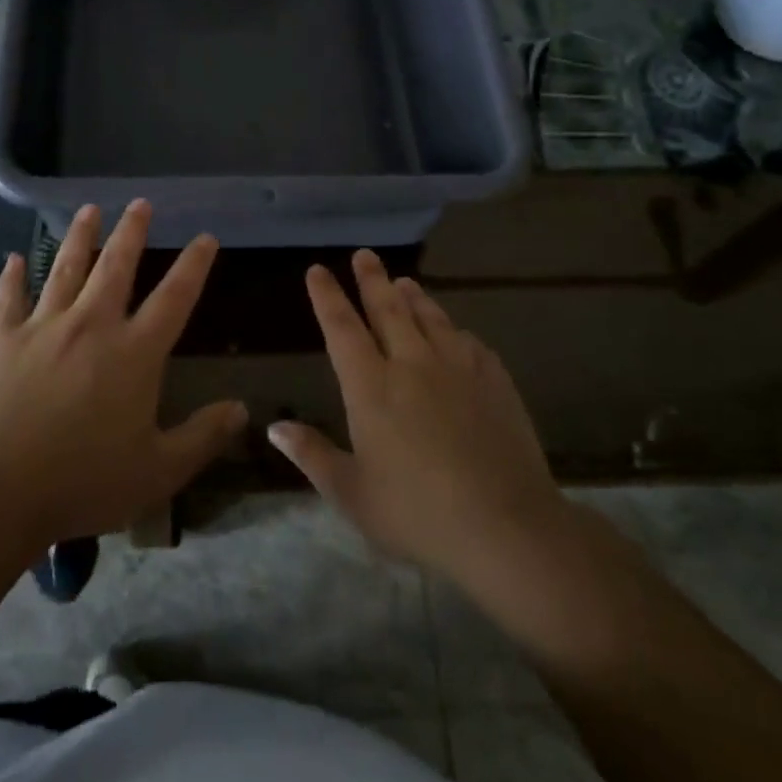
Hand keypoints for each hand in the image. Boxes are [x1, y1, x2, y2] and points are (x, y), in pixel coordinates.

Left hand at [0, 201, 246, 548]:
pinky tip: (15, 259)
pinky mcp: (2, 337)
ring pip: (66, 267)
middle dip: (132, 231)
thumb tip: (242, 409)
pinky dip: (14, 276)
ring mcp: (44, 326)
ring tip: (89, 209)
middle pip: (116, 266)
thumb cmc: (82, 481)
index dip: (193, 265)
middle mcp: (92, 325)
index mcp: (134, 353)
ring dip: (80, 236)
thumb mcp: (157, 472)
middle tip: (140, 203)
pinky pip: (10, 296)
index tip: (204, 237)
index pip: (174, 298)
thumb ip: (202, 437)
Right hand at [269, 250, 568, 586]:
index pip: (342, 328)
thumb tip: (274, 427)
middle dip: (372, 279)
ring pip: (431, 318)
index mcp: (371, 387)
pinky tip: (457, 333)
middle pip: (388, 309)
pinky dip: (455, 331)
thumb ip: (312, 455)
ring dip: (414, 296)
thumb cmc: (418, 513)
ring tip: (404, 281)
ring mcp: (458, 369)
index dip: (327, 297)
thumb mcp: (352, 494)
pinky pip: (470, 343)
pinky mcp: (495, 382)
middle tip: (365, 255)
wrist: (507, 526)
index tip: (318, 270)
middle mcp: (412, 364)